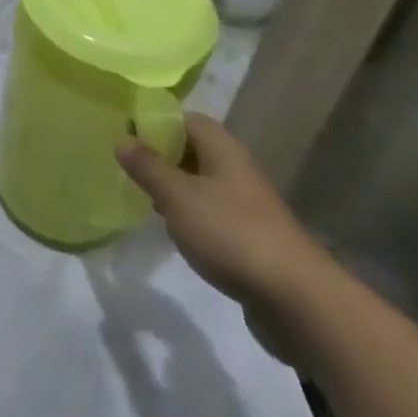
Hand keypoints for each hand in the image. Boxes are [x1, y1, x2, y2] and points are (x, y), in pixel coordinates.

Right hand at [117, 114, 333, 313]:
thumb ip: (148, 167)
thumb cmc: (231, 233)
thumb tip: (122, 140)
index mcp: (221, 146)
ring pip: (199, 182)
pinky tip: (171, 229)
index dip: (152, 122)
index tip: (122, 134)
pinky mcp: (248, 234)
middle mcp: (234, 166)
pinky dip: (189, 215)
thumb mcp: (178, 197)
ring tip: (140, 196)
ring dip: (172, 187)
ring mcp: (244, 202)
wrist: (296, 298)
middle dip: (159, 156)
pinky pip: (210, 211)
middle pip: (190, 148)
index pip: (181, 118)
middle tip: (125, 167)